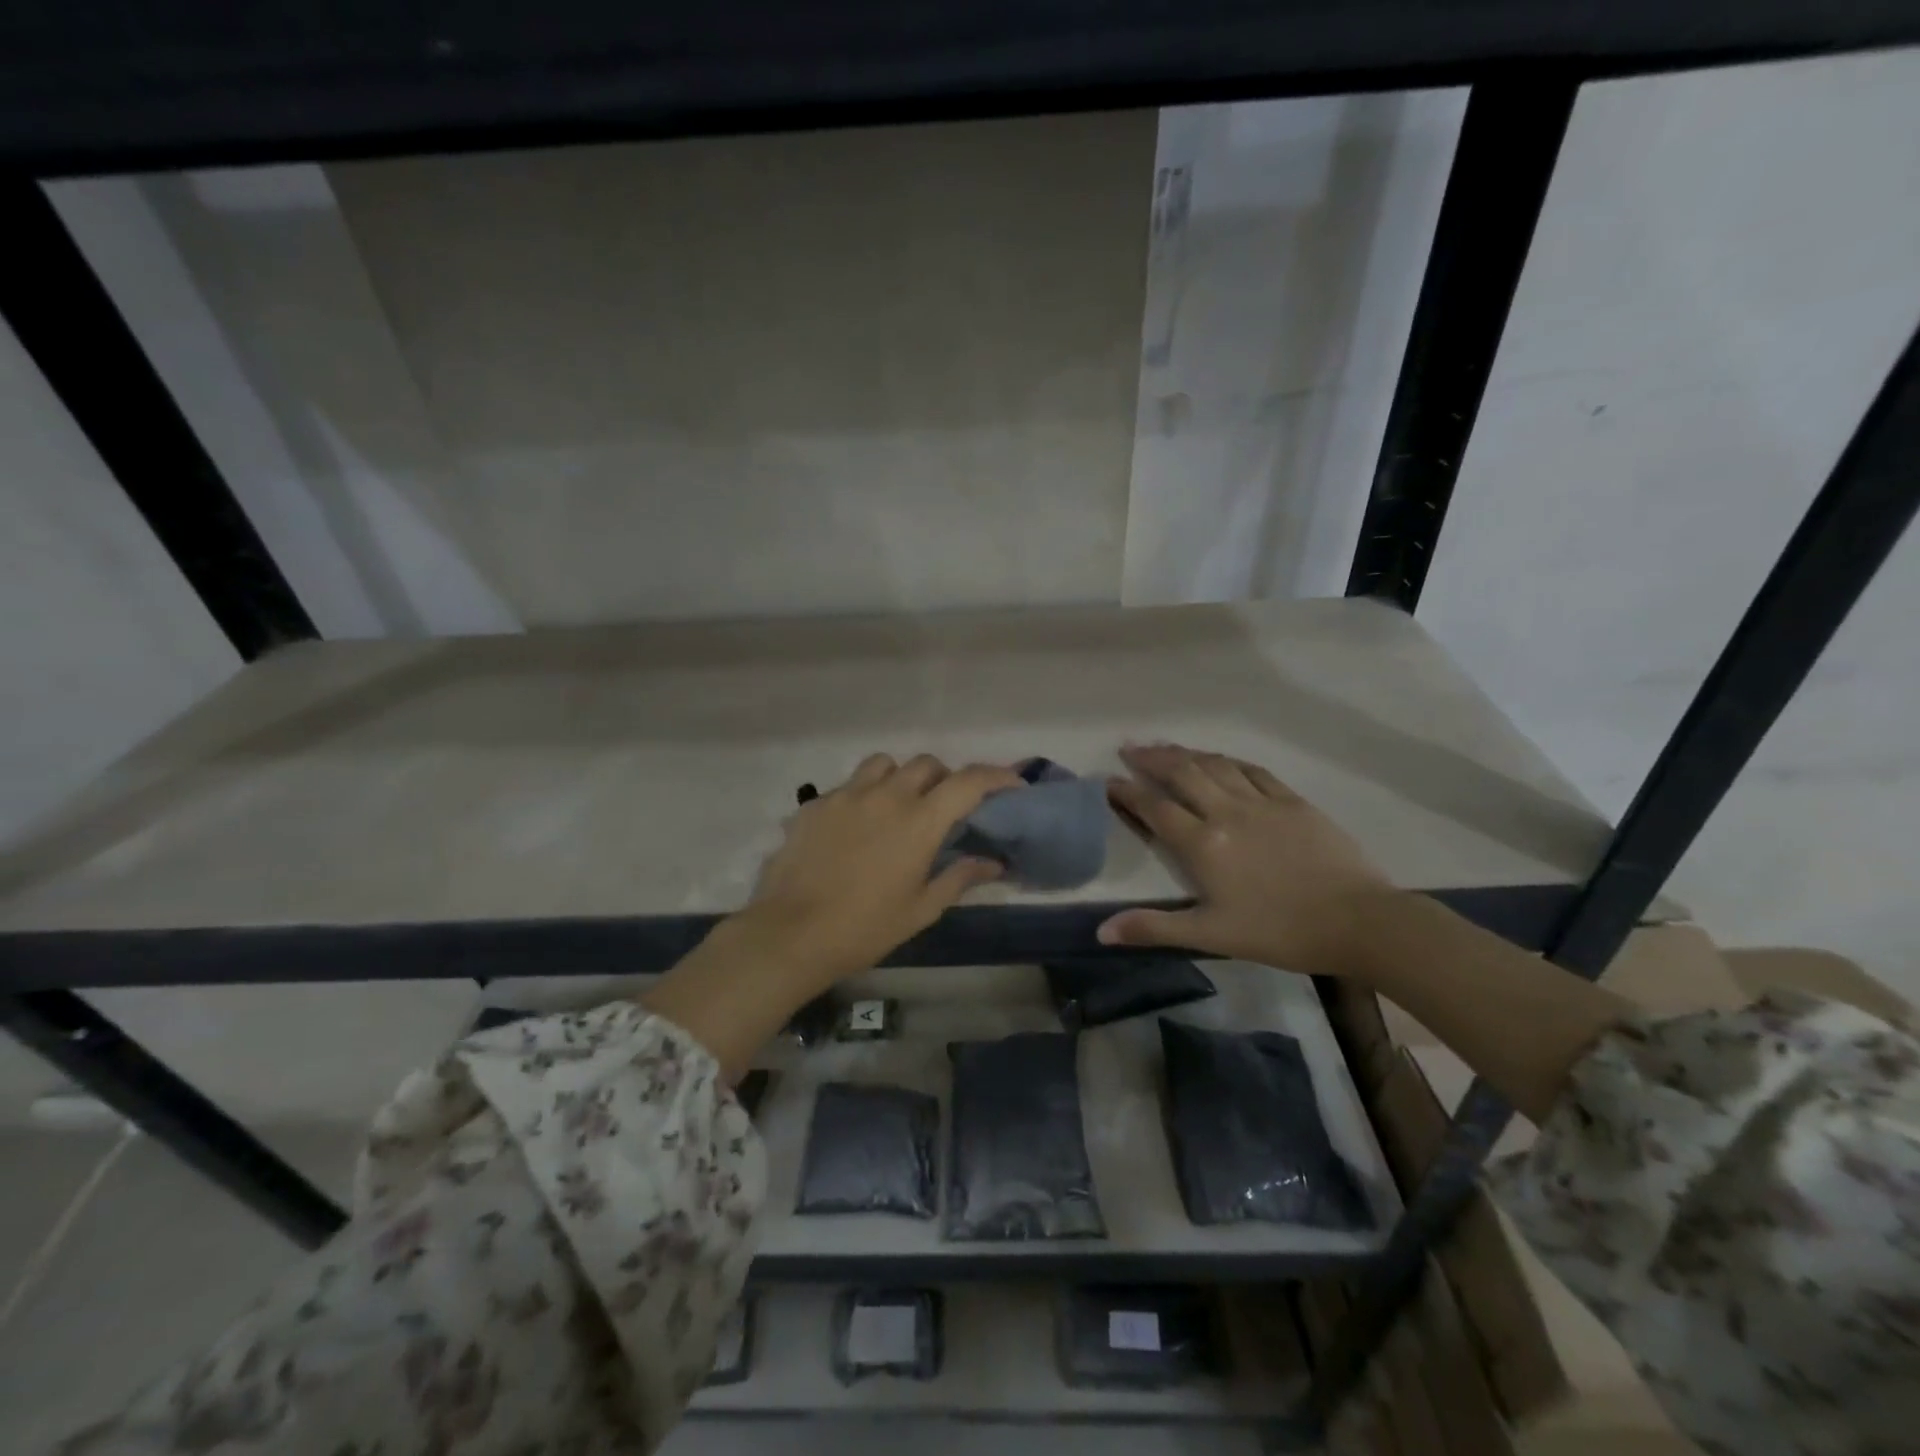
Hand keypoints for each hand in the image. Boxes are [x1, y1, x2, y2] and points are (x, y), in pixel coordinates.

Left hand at [739, 753, 1021, 984]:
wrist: (791, 933)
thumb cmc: (865, 928)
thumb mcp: (921, 909)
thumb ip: (959, 877)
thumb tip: (993, 863)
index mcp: (919, 821)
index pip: (969, 782)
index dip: (996, 776)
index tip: (1011, 784)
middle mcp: (886, 796)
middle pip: (926, 764)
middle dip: (943, 778)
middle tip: (944, 806)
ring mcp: (846, 795)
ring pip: (883, 764)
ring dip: (900, 777)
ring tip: (897, 806)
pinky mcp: (815, 804)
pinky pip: (847, 786)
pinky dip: (862, 797)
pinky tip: (854, 828)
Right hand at [1098, 743, 1394, 975]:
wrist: (1358, 921)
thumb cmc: (1279, 932)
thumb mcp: (1211, 935)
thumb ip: (1154, 927)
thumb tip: (1101, 931)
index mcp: (1203, 844)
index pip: (1155, 808)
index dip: (1128, 792)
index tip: (1108, 781)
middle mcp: (1226, 812)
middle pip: (1183, 773)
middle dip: (1153, 758)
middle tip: (1131, 747)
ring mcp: (1262, 802)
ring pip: (1215, 765)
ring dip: (1186, 752)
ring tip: (1166, 746)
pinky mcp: (1293, 801)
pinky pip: (1252, 770)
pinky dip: (1228, 760)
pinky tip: (1220, 759)